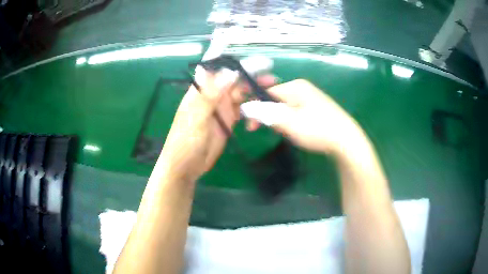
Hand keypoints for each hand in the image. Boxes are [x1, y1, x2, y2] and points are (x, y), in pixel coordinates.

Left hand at [158, 69, 274, 182]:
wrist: (186, 166)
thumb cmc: (184, 142)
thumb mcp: (196, 118)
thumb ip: (210, 95)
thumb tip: (229, 72)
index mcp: (202, 89)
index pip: (218, 69)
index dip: (235, 61)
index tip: (254, 59)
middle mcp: (213, 95)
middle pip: (234, 79)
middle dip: (251, 75)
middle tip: (271, 75)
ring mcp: (222, 107)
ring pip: (241, 92)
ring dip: (255, 89)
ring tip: (272, 88)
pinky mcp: (229, 119)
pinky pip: (244, 108)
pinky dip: (253, 106)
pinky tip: (262, 107)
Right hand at [243, 79, 362, 154]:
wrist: (346, 141)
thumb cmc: (318, 129)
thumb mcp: (289, 122)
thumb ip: (266, 113)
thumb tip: (246, 107)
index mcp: (295, 86)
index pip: (266, 92)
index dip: (255, 108)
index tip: (249, 125)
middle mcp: (302, 88)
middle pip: (274, 99)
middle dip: (267, 115)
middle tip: (264, 131)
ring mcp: (310, 98)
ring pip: (284, 107)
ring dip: (278, 120)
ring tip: (283, 133)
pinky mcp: (315, 108)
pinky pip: (294, 112)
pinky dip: (289, 122)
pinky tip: (293, 132)